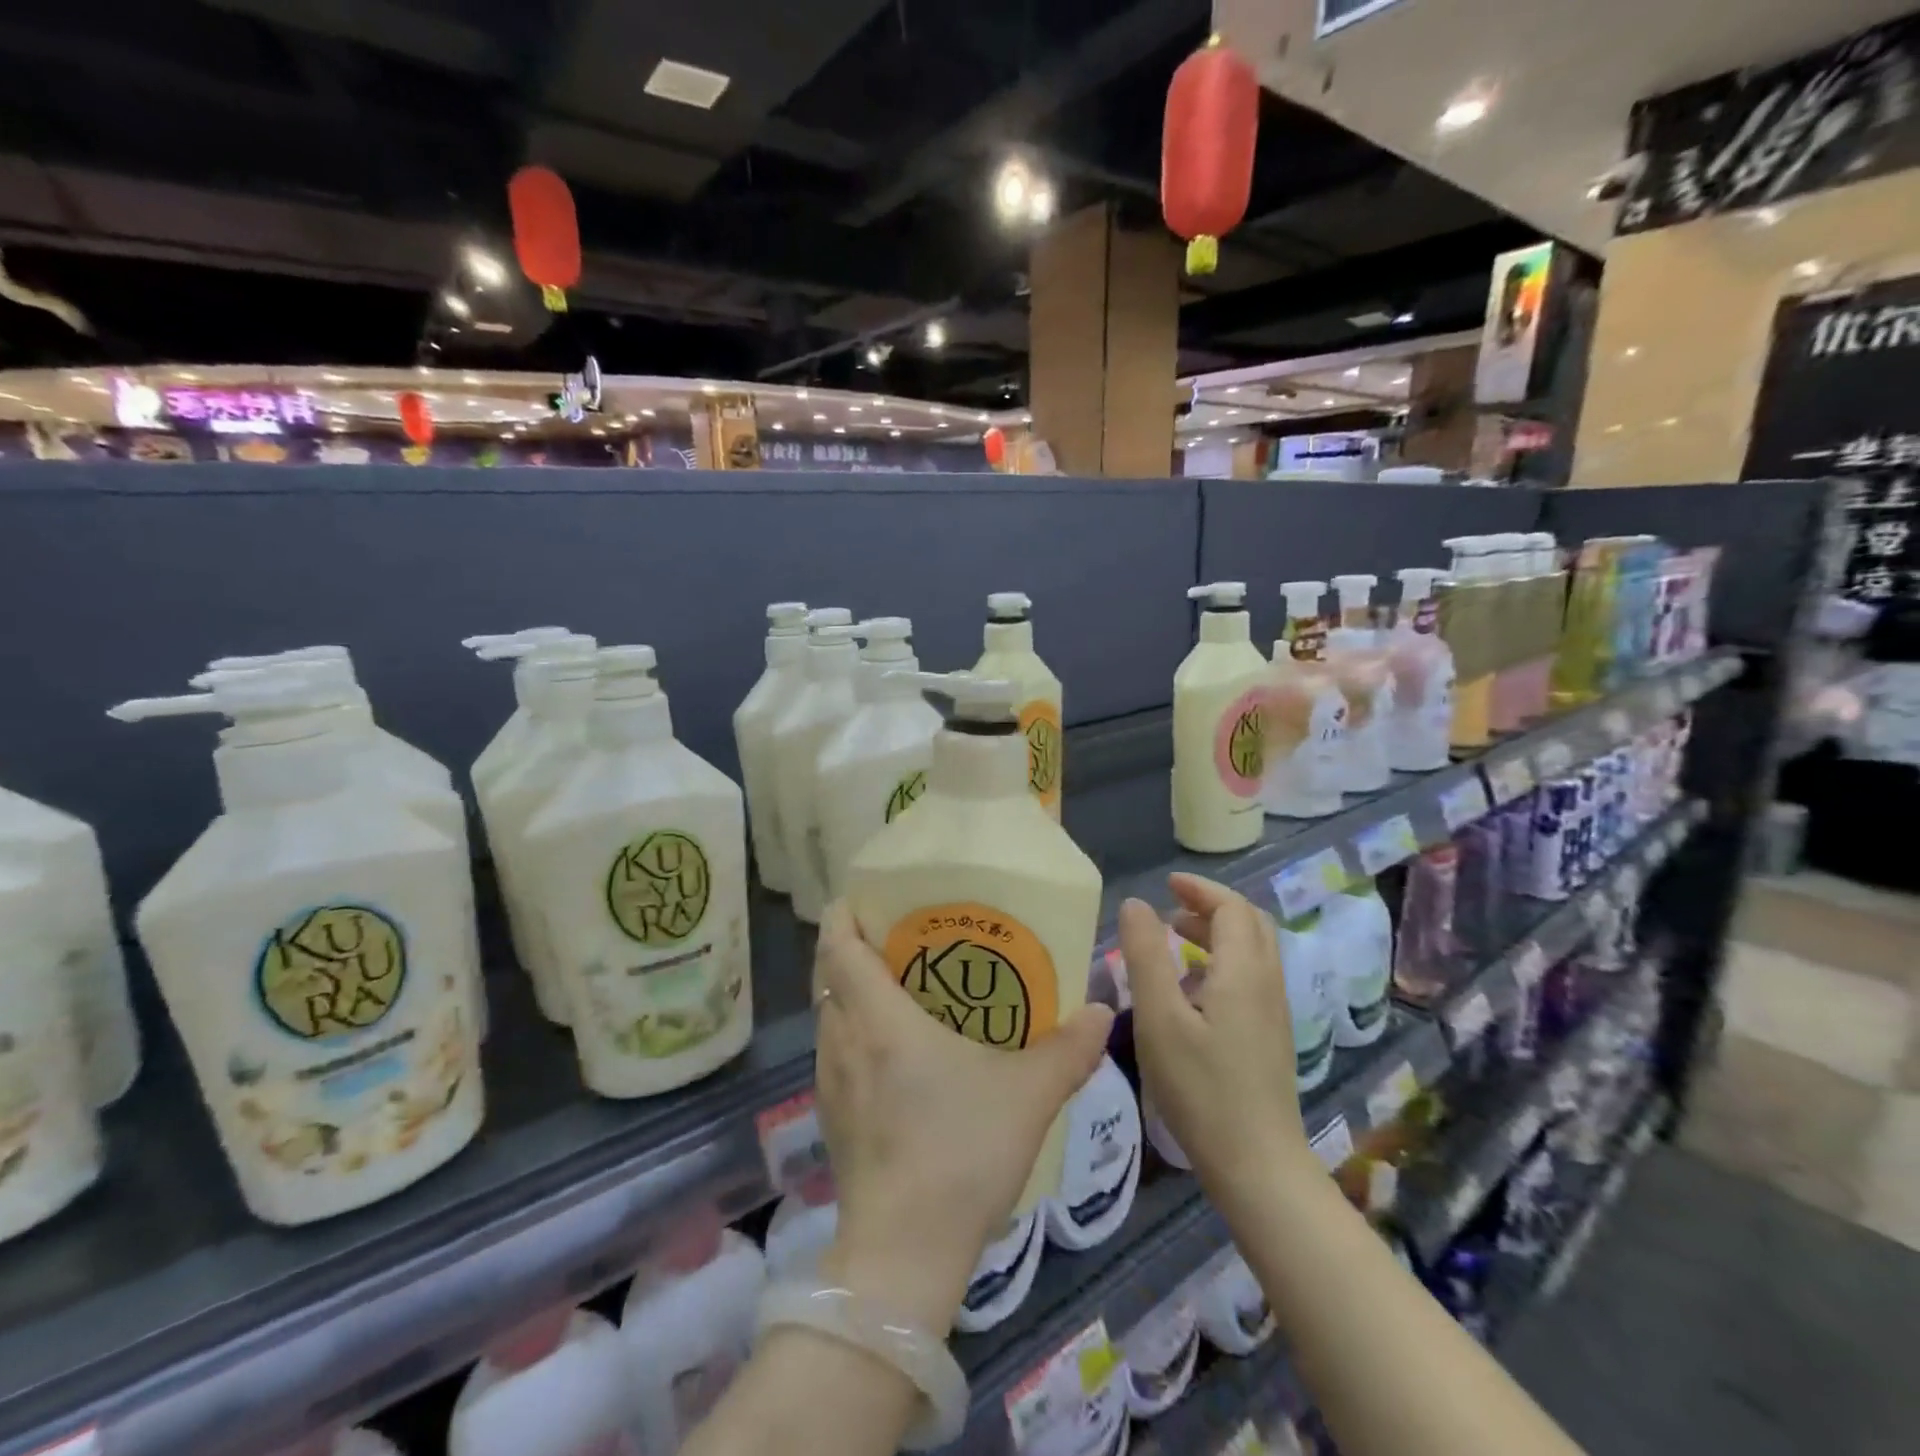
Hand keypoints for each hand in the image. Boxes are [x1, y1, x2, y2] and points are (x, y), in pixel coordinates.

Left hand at [810, 901, 1114, 1333]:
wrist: (904, 1254)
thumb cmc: (960, 1151)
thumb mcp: (1028, 1095)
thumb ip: (1068, 1049)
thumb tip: (1100, 1009)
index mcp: (878, 1018)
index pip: (838, 945)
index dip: (843, 914)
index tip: (864, 897)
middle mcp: (842, 1039)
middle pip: (829, 974)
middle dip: (852, 947)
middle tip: (896, 937)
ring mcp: (829, 1082)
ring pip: (830, 1015)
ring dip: (853, 992)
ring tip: (898, 988)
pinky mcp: (830, 1118)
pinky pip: (835, 1052)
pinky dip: (854, 1033)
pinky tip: (894, 1055)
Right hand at [1121, 875, 1312, 1211]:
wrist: (1257, 1165)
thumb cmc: (1201, 1088)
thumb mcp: (1159, 1017)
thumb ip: (1145, 955)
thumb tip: (1136, 904)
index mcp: (1243, 971)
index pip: (1231, 907)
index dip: (1200, 889)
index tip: (1166, 885)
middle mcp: (1267, 983)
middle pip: (1250, 923)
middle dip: (1211, 906)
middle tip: (1171, 907)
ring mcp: (1274, 1012)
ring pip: (1253, 951)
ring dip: (1217, 933)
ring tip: (1174, 941)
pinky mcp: (1271, 1036)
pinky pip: (1252, 977)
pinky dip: (1223, 961)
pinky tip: (1191, 990)